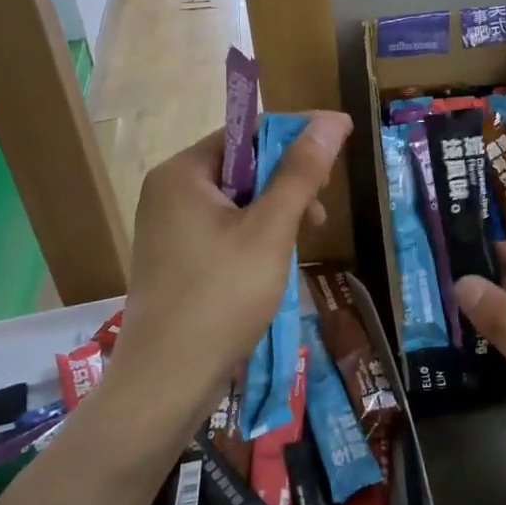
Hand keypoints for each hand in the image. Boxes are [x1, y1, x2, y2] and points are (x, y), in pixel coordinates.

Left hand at [108, 112, 351, 429]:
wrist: (165, 384)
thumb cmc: (221, 297)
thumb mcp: (270, 230)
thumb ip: (301, 172)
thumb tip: (331, 120)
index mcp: (183, 172)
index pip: (247, 131)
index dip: (297, 133)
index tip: (340, 142)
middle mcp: (169, 190)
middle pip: (243, 164)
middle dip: (288, 180)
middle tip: (320, 212)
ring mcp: (169, 227)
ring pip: (237, 199)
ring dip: (276, 211)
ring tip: (303, 242)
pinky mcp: (176, 258)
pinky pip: (224, 227)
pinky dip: (256, 235)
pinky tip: (276, 262)